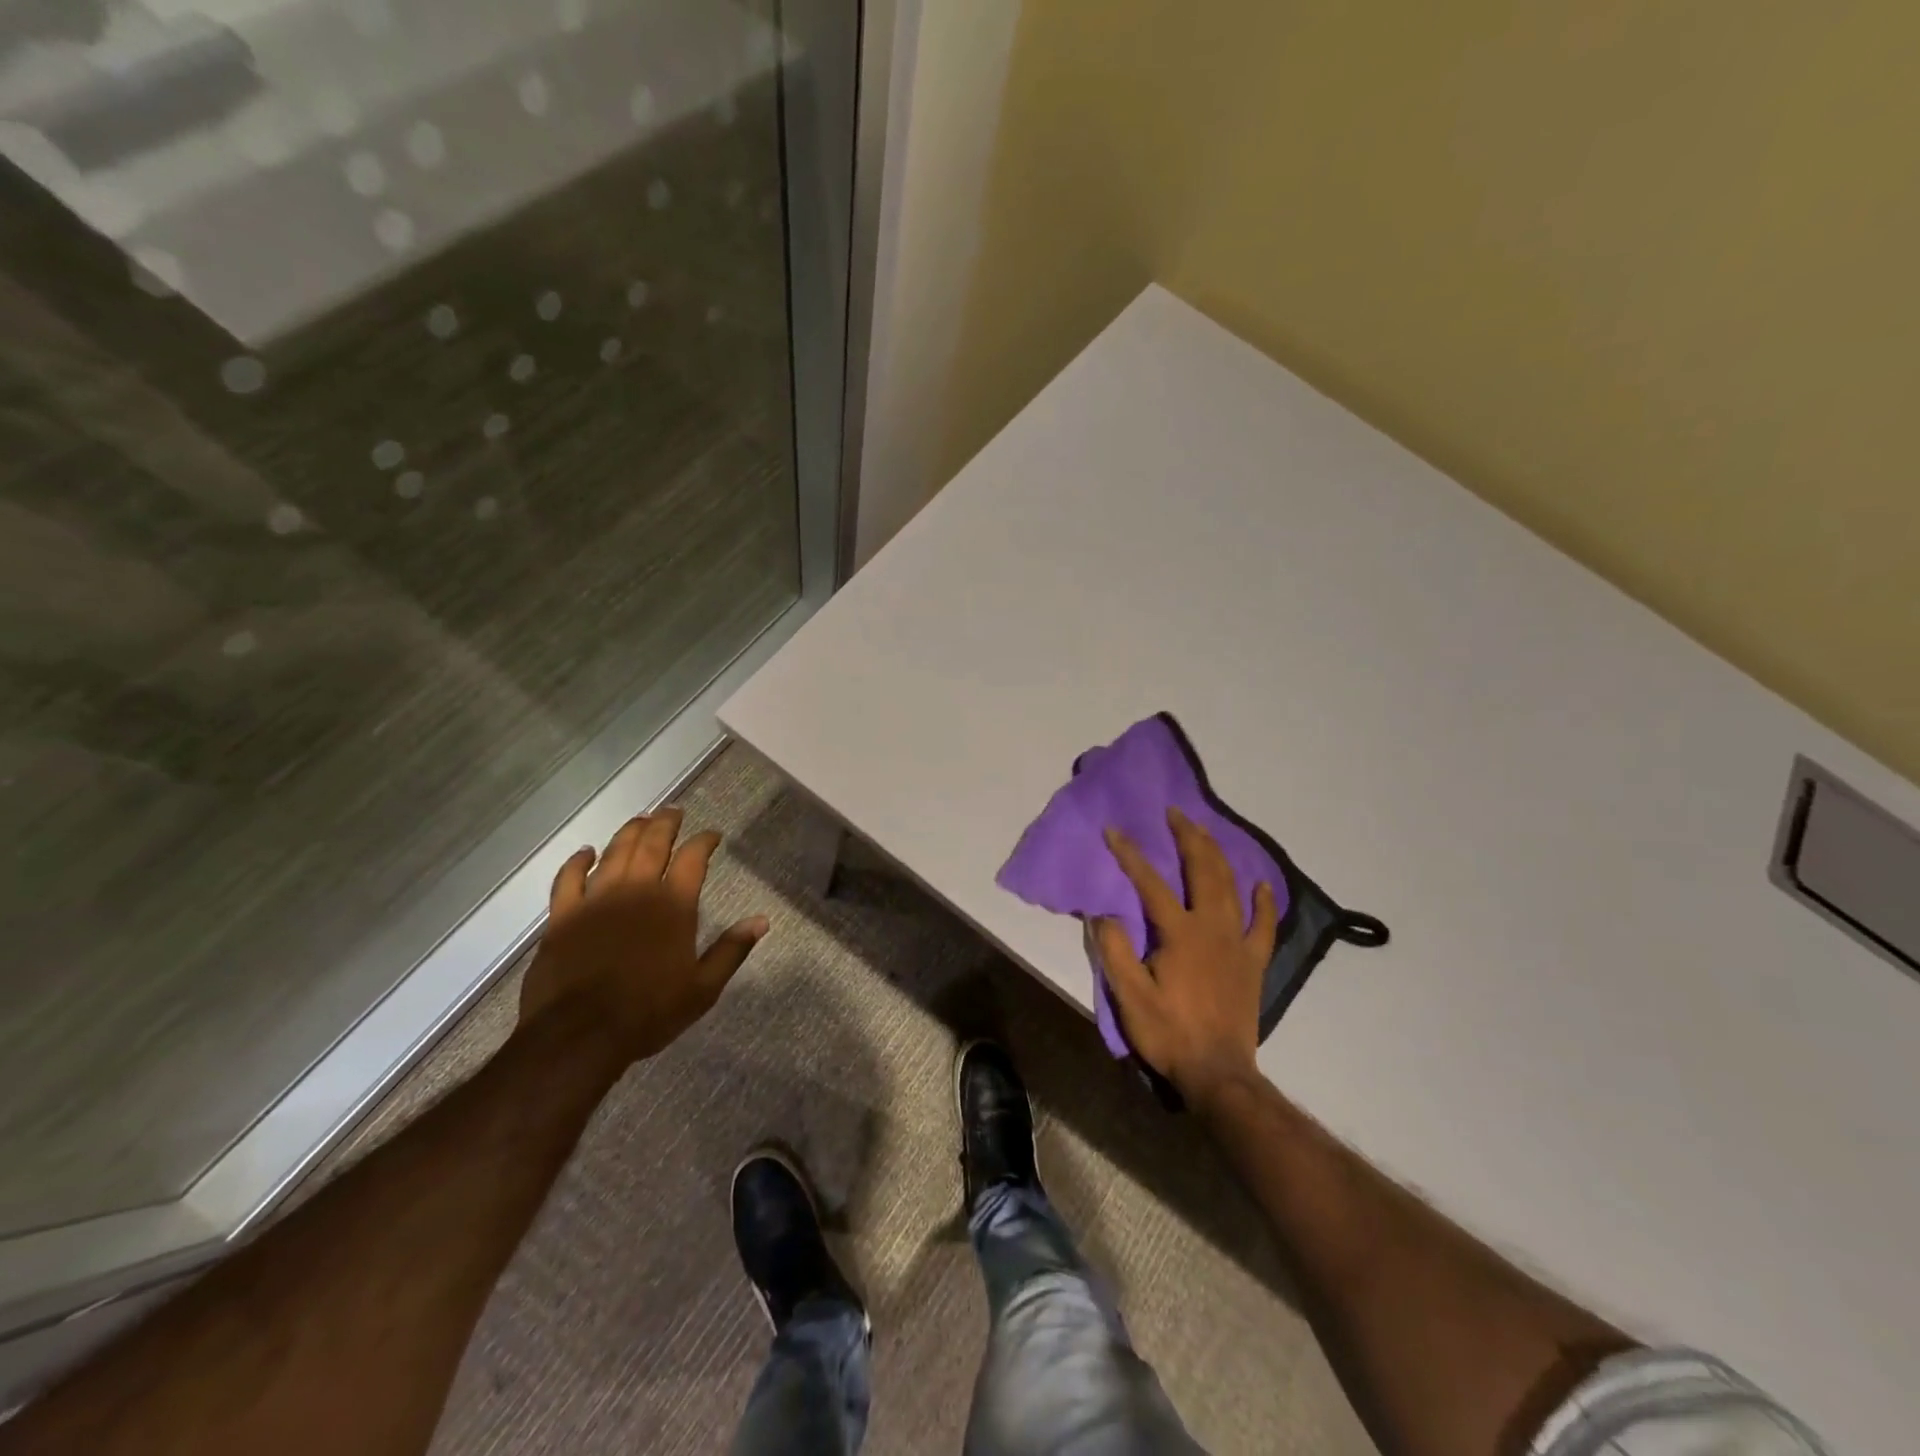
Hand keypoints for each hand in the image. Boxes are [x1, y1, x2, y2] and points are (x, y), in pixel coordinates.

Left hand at [519, 807, 767, 1066]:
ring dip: (629, 832)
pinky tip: (586, 852)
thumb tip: (761, 921)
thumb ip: (732, 950)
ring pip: (614, 852)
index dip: (705, 841)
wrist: (579, 1036)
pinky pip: (568, 877)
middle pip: (652, 843)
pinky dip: (578, 861)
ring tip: (640, 820)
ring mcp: (596, 899)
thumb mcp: (703, 988)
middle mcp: (636, 890)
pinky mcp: (563, 915)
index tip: (713, 835)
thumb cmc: (649, 1012)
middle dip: (666, 822)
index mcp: (674, 905)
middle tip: (673, 811)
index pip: (693, 858)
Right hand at [1095, 807, 1278, 1110]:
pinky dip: (1264, 901)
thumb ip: (1115, 951)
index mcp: (1180, 933)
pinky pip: (1264, 924)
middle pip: (1203, 870)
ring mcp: (1238, 943)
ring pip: (1231, 886)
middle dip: (1188, 837)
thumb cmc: (1169, 1033)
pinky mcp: (1254, 961)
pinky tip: (1261, 883)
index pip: (1150, 883)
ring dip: (1218, 854)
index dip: (1130, 855)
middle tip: (1175, 813)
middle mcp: (1213, 927)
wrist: (1218, 1073)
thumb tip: (1103, 914)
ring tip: (1205, 832)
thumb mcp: (1129, 996)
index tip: (1113, 831)